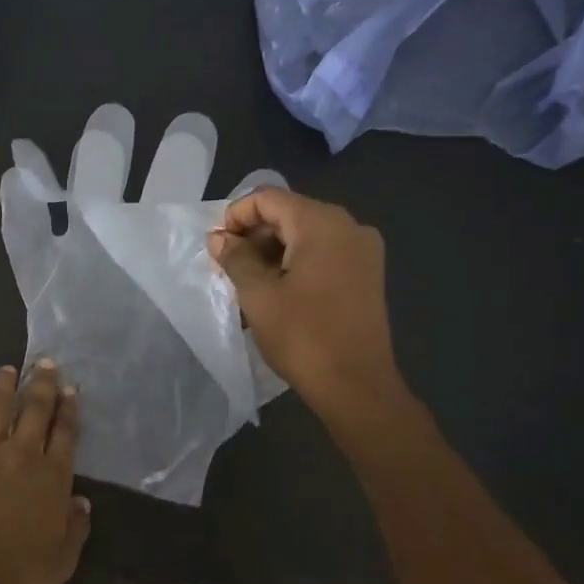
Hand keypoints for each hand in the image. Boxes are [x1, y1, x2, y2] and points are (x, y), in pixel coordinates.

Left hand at [0, 363, 90, 583]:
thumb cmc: (14, 576)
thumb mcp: (60, 562)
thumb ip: (75, 529)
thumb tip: (82, 502)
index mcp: (51, 478)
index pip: (65, 434)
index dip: (69, 410)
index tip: (71, 389)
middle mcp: (21, 454)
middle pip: (36, 410)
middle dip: (43, 384)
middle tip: (46, 363)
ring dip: (5, 384)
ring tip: (9, 368)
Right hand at [208, 190, 407, 423]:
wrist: (357, 386)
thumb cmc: (303, 336)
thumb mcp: (258, 295)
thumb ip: (236, 258)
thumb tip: (219, 238)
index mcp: (322, 223)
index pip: (269, 198)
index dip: (236, 215)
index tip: (217, 246)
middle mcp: (349, 226)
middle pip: (289, 212)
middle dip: (254, 233)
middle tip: (227, 265)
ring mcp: (363, 250)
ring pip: (306, 233)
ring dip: (272, 249)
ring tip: (248, 280)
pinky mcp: (366, 274)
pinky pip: (324, 252)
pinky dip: (296, 261)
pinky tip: (277, 288)